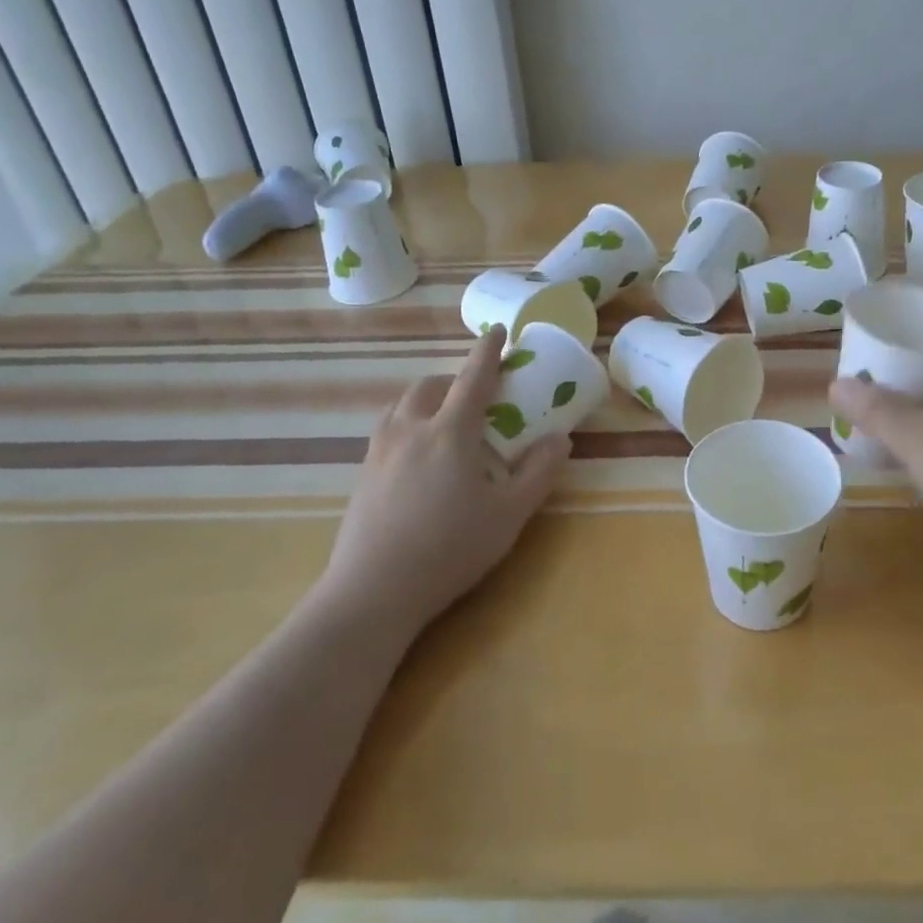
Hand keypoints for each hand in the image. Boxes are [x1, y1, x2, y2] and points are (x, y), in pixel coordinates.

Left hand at [321, 327, 571, 634]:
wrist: (373, 591)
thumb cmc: (449, 549)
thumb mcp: (509, 515)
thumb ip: (539, 472)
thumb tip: (560, 439)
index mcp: (450, 431)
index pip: (472, 378)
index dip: (487, 351)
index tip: (496, 331)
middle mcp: (411, 429)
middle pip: (430, 386)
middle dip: (453, 380)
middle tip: (475, 396)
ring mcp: (380, 451)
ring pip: (403, 405)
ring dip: (427, 400)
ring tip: (444, 421)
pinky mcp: (362, 474)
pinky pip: (388, 430)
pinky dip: (408, 423)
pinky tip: (417, 457)